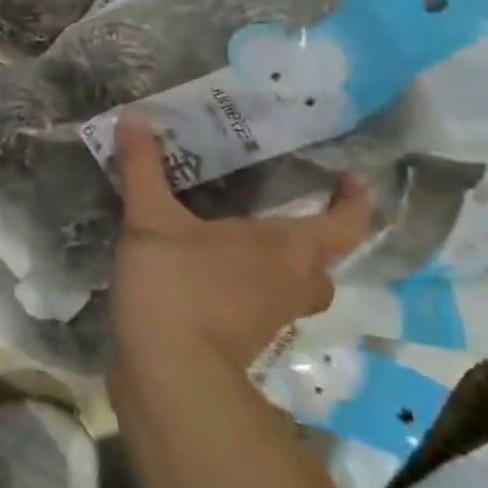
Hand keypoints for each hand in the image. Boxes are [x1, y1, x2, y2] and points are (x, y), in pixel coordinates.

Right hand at [109, 111, 371, 373]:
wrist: (168, 371)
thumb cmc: (177, 284)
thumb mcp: (151, 217)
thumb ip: (143, 167)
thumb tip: (133, 115)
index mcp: (289, 249)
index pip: (346, 223)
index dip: (354, 199)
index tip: (348, 177)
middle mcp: (294, 283)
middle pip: (321, 257)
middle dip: (308, 231)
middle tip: (276, 202)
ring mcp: (273, 317)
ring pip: (293, 283)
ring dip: (278, 261)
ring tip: (239, 233)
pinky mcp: (245, 338)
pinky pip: (261, 301)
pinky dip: (248, 283)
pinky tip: (208, 266)